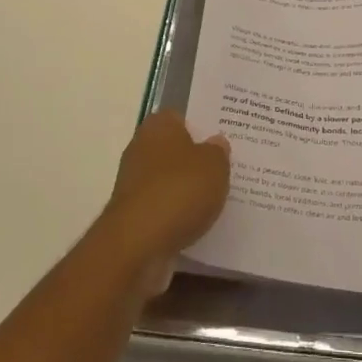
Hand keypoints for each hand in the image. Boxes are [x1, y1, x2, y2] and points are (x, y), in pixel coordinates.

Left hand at [96, 112, 229, 293]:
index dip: (202, 127)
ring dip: (188, 190)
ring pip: (170, 181)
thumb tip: (216, 142)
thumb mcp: (214, 165)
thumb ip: (218, 151)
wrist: (138, 243)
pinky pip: (165, 209)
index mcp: (158, 126)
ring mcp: (134, 184)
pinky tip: (201, 223)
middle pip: (175, 150)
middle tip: (227, 168)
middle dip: (196, 160)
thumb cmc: (179, 191)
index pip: (181, 118)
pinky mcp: (134, 216)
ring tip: (220, 199)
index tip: (224, 139)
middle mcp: (141, 149)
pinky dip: (179, 215)